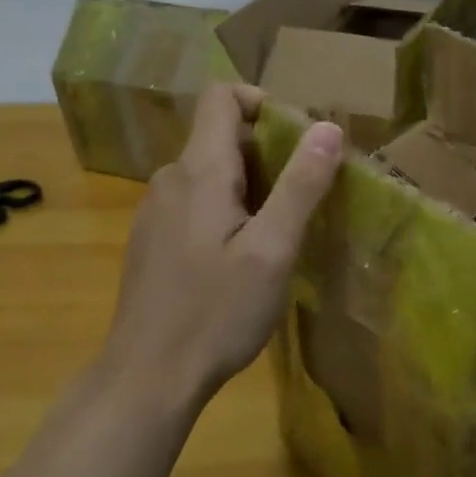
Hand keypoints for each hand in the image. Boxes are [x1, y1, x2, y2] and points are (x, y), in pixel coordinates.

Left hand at [103, 84, 341, 409]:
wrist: (147, 378)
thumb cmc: (216, 311)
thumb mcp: (273, 249)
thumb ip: (301, 185)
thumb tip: (328, 127)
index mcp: (199, 171)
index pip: (221, 97)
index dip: (261, 102)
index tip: (298, 138)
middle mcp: (170, 180)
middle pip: (221, 137)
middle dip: (268, 152)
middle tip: (303, 197)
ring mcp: (155, 212)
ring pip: (210, 174)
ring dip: (250, 186)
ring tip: (279, 232)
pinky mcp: (153, 242)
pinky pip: (195, 203)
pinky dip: (227, 211)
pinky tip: (241, 260)